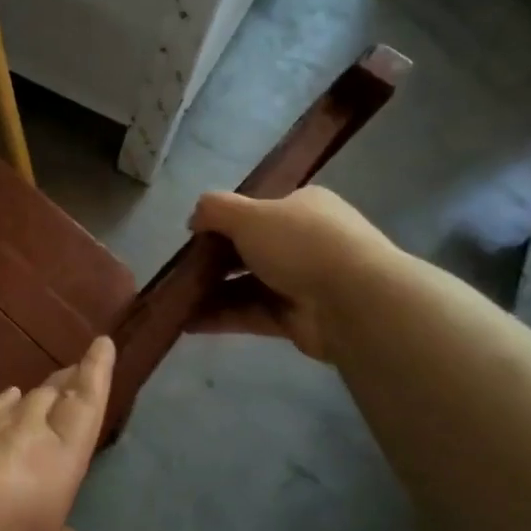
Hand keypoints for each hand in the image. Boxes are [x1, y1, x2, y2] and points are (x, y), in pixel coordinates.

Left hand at [0, 336, 115, 530]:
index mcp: (51, 466)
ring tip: (47, 391)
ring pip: (15, 404)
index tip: (103, 343)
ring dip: (36, 396)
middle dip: (70, 381)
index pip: (83, 408)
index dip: (97, 375)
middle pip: (50, 398)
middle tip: (80, 367)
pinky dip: (0, 410)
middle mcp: (16, 435)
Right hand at [187, 187, 392, 361]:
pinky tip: (188, 322)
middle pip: (251, 249)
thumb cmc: (301, 244)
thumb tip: (194, 218)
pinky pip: (251, 314)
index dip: (226, 222)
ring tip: (176, 300)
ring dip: (213, 292)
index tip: (195, 237)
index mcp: (303, 207)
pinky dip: (222, 317)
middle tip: (180, 270)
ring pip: (248, 285)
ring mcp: (303, 283)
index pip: (259, 211)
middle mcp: (305, 242)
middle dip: (214, 261)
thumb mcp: (249, 214)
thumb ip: (215, 210)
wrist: (354, 301)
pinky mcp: (297, 319)